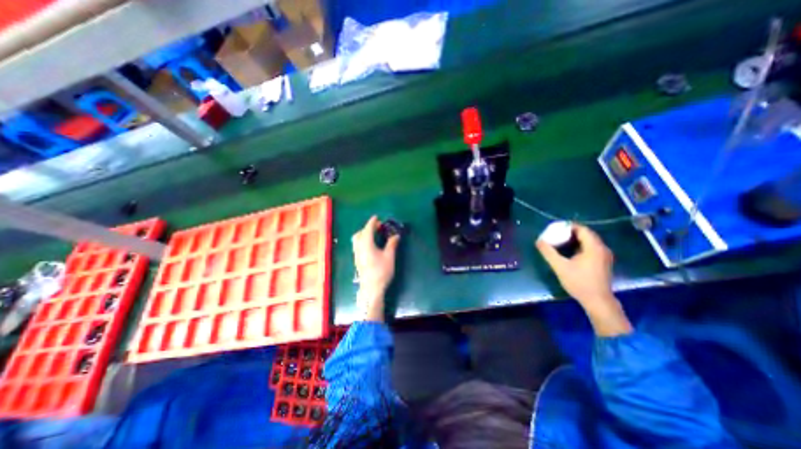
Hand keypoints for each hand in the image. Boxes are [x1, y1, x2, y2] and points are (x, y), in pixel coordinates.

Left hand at [351, 216, 399, 320]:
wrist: (371, 288)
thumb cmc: (381, 271)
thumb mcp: (389, 257)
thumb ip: (391, 244)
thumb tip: (396, 235)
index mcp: (366, 244)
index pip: (368, 229)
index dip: (372, 222)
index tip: (377, 217)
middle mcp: (358, 248)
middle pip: (359, 233)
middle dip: (367, 228)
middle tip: (377, 227)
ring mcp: (356, 254)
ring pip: (356, 240)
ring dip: (363, 234)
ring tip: (374, 235)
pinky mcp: (357, 260)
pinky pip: (357, 245)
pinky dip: (362, 240)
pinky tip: (370, 245)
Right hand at [538, 224, 631, 336]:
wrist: (597, 301)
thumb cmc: (579, 282)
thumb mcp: (560, 266)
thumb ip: (548, 252)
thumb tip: (538, 241)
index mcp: (594, 247)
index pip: (582, 229)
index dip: (569, 226)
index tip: (556, 227)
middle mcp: (602, 249)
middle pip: (586, 234)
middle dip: (571, 232)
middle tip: (556, 233)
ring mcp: (604, 256)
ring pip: (589, 241)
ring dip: (576, 238)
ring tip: (560, 240)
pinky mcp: (603, 262)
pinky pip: (591, 247)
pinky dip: (580, 245)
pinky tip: (570, 251)